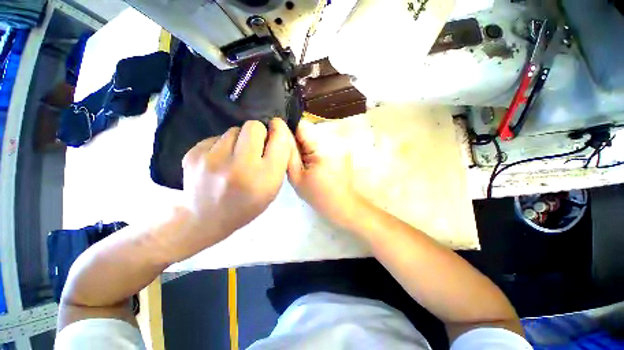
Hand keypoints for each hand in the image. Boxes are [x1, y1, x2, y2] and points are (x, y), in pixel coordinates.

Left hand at [167, 119, 292, 259]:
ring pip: (233, 130)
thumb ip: (279, 161)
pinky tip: (218, 162)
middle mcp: (240, 166)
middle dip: (258, 133)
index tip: (275, 132)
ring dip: (238, 140)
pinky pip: (216, 137)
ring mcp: (213, 160)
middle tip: (254, 148)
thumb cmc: (247, 204)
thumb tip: (277, 132)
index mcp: (265, 177)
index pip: (279, 139)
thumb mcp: (273, 188)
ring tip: (234, 158)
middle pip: (254, 126)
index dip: (279, 131)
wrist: (206, 219)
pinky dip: (221, 146)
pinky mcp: (193, 155)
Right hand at [288, 120, 365, 227]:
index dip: (290, 132)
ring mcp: (341, 142)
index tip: (285, 145)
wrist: (342, 204)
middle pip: (309, 129)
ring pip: (316, 134)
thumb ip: (288, 153)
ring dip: (308, 145)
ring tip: (307, 162)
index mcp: (322, 147)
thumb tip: (280, 132)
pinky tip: (317, 162)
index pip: (301, 125)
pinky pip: (324, 140)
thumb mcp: (296, 177)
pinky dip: (317, 148)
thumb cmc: (318, 195)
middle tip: (298, 159)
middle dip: (300, 141)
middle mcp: (334, 139)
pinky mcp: (343, 147)